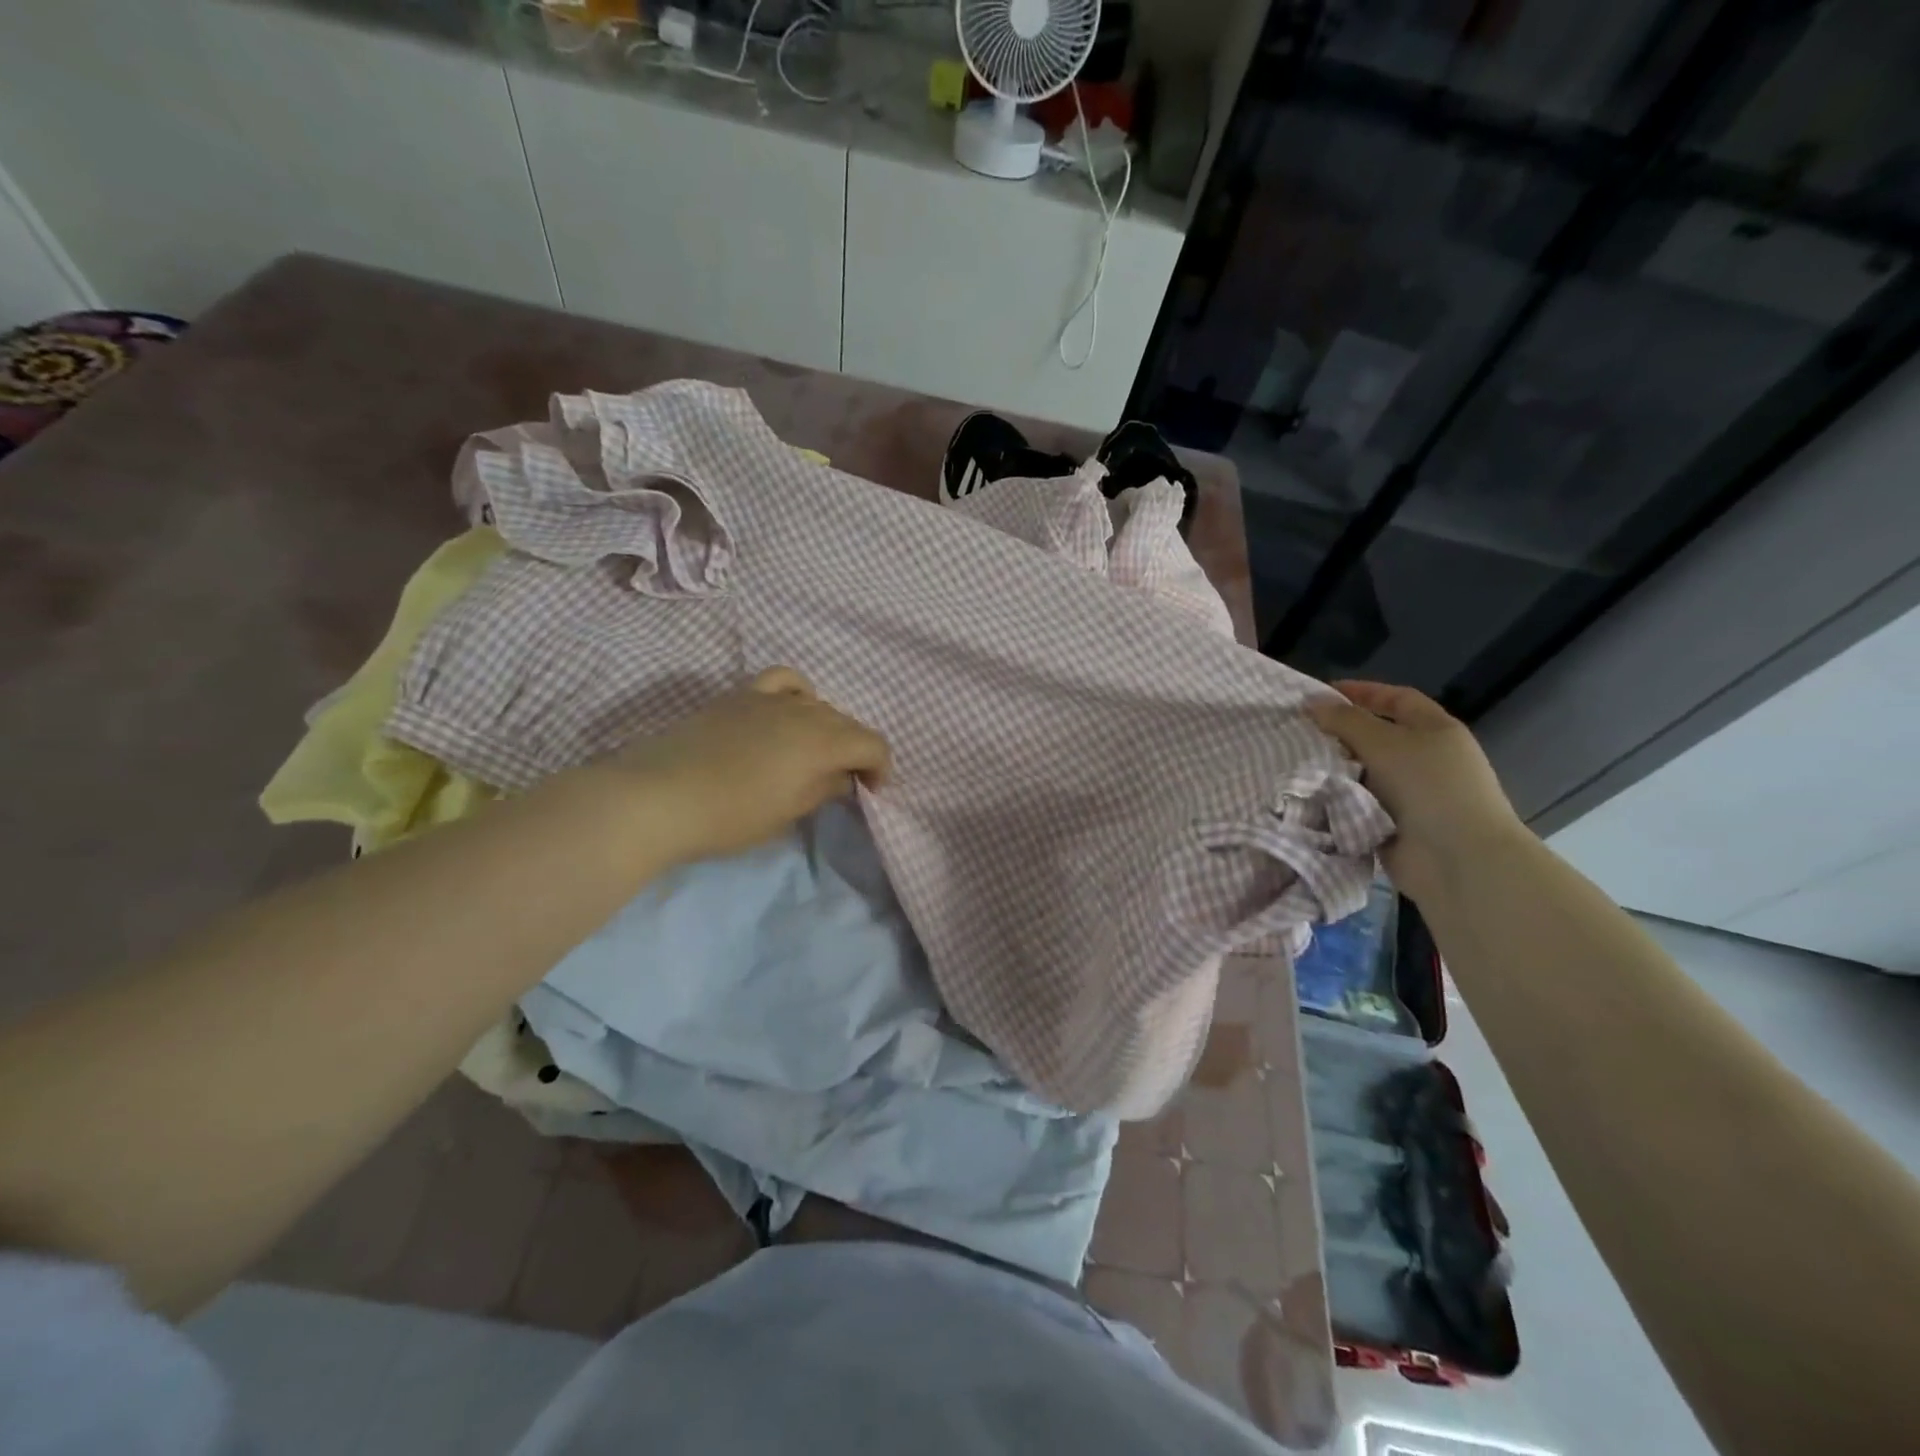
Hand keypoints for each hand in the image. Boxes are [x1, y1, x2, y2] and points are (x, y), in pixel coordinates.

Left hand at [608, 667, 890, 864]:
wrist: (658, 797)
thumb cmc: (730, 816)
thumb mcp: (787, 812)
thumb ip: (824, 789)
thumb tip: (843, 777)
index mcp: (822, 742)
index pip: (872, 744)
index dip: (880, 768)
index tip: (871, 792)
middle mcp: (804, 711)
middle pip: (847, 722)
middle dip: (855, 750)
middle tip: (844, 780)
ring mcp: (769, 698)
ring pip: (818, 703)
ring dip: (828, 726)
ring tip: (815, 752)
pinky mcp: (740, 696)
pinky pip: (783, 681)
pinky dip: (798, 693)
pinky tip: (790, 710)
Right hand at [1308, 680, 1528, 904]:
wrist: (1457, 859)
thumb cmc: (1428, 787)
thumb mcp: (1385, 743)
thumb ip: (1346, 721)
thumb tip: (1312, 703)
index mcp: (1435, 731)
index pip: (1396, 700)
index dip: (1362, 692)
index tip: (1321, 694)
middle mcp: (1425, 759)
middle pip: (1376, 736)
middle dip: (1339, 732)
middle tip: (1298, 730)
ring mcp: (1410, 794)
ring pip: (1362, 771)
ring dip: (1334, 767)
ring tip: (1294, 761)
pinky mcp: (1391, 823)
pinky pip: (1356, 802)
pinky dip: (1336, 798)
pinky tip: (1306, 792)